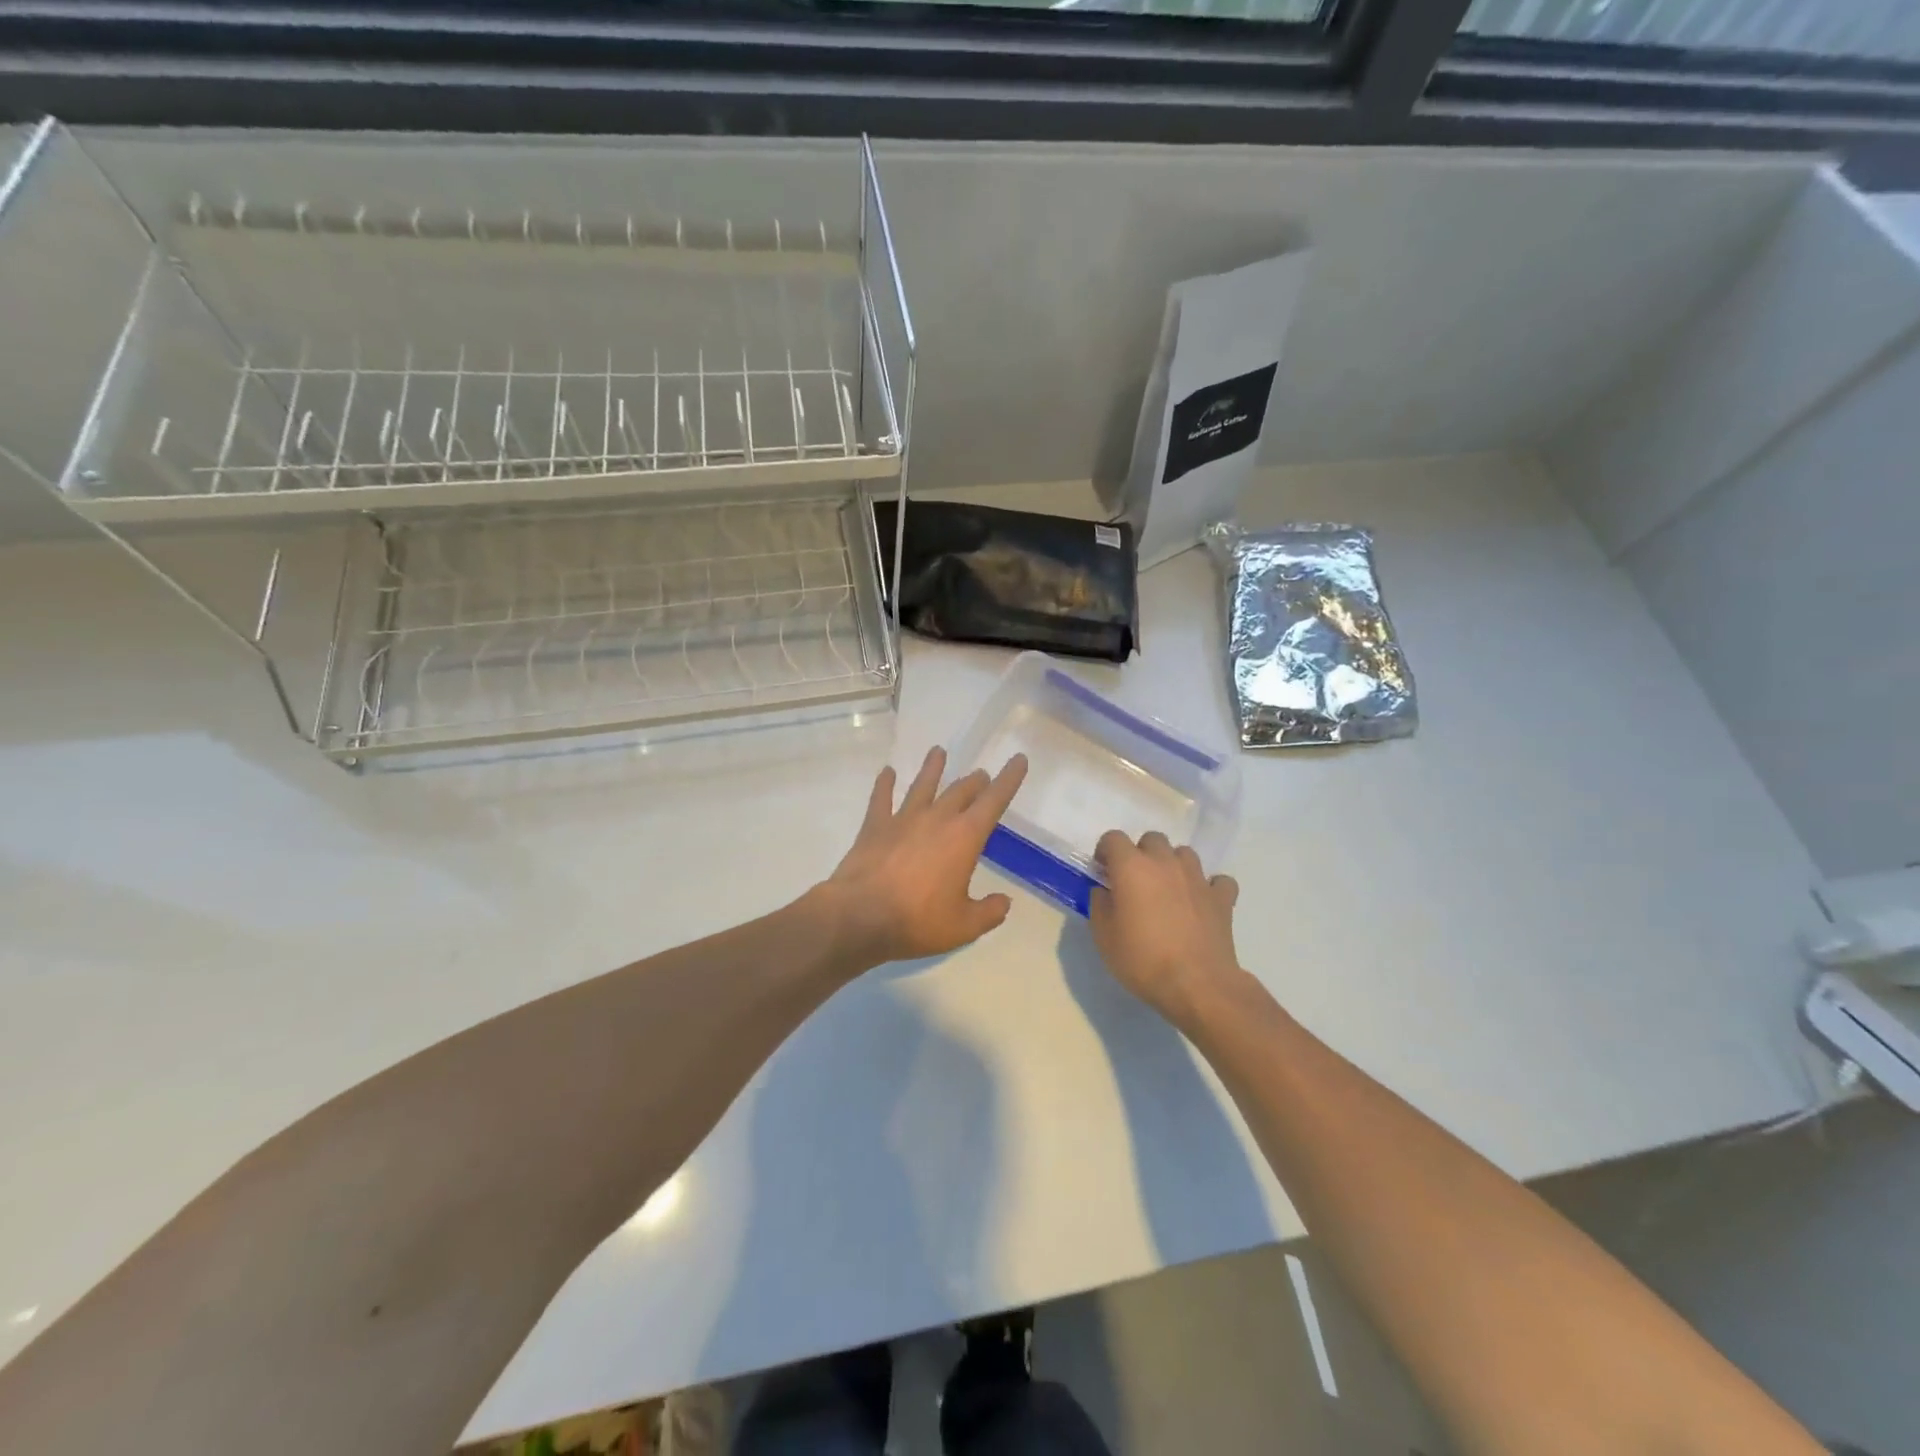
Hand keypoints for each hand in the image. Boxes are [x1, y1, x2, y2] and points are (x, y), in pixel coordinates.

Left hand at [823, 746, 1028, 968]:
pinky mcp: (875, 826)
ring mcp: (903, 819)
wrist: (860, 916)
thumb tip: (1004, 902)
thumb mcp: (964, 926)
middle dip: (975, 781)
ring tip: (938, 752)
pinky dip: (885, 784)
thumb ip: (988, 912)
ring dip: (932, 768)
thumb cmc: (918, 921)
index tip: (1018, 759)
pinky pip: (881, 798)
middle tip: (981, 775)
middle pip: (960, 791)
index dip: (1009, 779)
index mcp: (965, 837)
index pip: (994, 801)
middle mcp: (937, 818)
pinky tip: (887, 772)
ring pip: (922, 785)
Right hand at [1090, 830, 1242, 1029]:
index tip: (1103, 872)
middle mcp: (1165, 862)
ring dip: (1173, 865)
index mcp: (1132, 867)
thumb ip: (1099, 905)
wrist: (1197, 984)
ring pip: (1184, 853)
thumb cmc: (1143, 959)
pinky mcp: (1222, 897)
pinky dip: (1208, 887)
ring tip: (1168, 890)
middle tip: (1135, 882)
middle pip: (1152, 839)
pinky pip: (1217, 880)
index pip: (1113, 838)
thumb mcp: (1104, 937)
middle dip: (1141, 854)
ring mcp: (1197, 878)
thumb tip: (1104, 891)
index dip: (1105, 851)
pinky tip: (1201, 902)